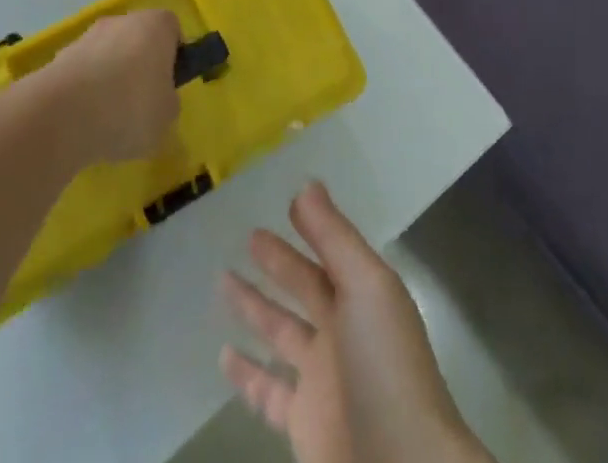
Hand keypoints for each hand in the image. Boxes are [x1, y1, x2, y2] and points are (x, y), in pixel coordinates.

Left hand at [41, 9, 181, 166]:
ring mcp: (88, 36)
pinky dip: (85, 90)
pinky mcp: (61, 56)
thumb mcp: (167, 116)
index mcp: (156, 25)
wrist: (64, 114)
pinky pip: (83, 72)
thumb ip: (167, 101)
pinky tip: (84, 120)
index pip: (171, 29)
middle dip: (139, 66)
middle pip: (137, 39)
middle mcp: (122, 20)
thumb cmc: (130, 108)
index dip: (173, 55)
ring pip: (108, 55)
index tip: (168, 84)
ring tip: (108, 120)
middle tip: (141, 104)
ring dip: (110, 78)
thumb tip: (157, 99)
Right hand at [221, 183, 490, 462]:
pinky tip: (223, 354)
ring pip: (280, 333)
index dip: (310, 228)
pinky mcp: (302, 423)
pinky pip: (267, 391)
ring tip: (222, 279)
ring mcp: (322, 381)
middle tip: (247, 235)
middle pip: (304, 288)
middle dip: (279, 262)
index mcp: (364, 297)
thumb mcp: (366, 286)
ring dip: (254, 308)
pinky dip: (246, 374)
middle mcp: (343, 334)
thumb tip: (306, 184)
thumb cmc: (385, 367)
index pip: (330, 252)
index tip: (283, 203)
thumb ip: (334, 236)